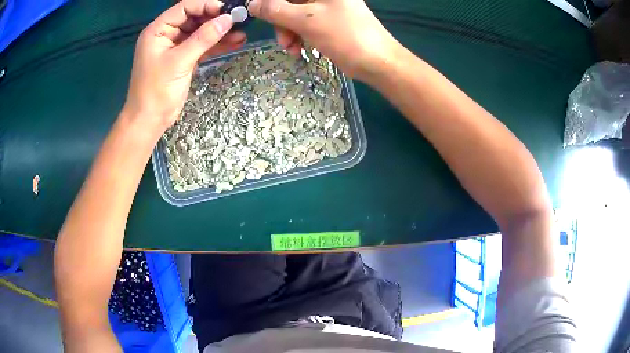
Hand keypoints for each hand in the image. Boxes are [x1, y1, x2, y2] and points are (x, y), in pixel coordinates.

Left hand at [124, 0, 246, 133]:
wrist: (149, 120)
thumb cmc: (156, 90)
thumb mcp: (179, 61)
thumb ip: (203, 38)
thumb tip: (228, 19)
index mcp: (158, 30)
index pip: (185, 8)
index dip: (206, 5)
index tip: (228, 10)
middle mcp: (167, 34)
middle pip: (194, 18)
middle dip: (216, 19)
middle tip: (239, 19)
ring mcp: (176, 47)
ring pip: (200, 33)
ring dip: (220, 33)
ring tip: (242, 32)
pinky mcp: (183, 59)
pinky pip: (202, 46)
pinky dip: (217, 45)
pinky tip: (235, 42)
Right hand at [248, 0, 399, 80]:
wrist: (377, 62)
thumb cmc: (345, 36)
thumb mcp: (306, 20)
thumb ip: (275, 10)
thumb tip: (252, 4)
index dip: (270, 2)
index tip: (260, 14)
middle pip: (289, 1)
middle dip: (280, 21)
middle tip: (282, 39)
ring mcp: (328, 6)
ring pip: (295, 13)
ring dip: (288, 32)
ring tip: (292, 49)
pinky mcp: (329, 20)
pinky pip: (305, 23)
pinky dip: (299, 35)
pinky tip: (299, 49)